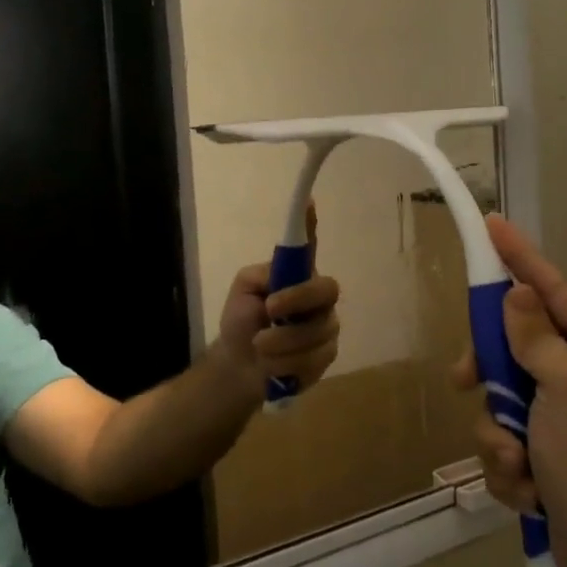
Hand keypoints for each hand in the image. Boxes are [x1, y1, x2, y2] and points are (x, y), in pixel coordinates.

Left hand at [215, 205, 341, 397]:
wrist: (240, 366)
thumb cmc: (242, 321)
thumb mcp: (243, 292)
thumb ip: (261, 276)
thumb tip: (279, 270)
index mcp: (297, 276)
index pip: (309, 245)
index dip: (310, 223)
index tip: (308, 200)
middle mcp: (318, 297)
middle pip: (326, 290)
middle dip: (297, 300)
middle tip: (269, 309)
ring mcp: (326, 326)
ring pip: (316, 331)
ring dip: (281, 342)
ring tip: (259, 347)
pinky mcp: (326, 355)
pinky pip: (313, 358)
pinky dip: (286, 364)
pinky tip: (274, 366)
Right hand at [455, 217, 566, 566]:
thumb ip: (536, 337)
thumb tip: (517, 294)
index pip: (555, 292)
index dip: (520, 260)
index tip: (492, 227)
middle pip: (517, 348)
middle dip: (491, 373)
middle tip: (464, 379)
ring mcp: (564, 418)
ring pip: (502, 400)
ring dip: (500, 435)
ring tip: (519, 464)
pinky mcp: (545, 454)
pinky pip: (505, 440)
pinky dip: (509, 466)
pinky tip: (528, 490)